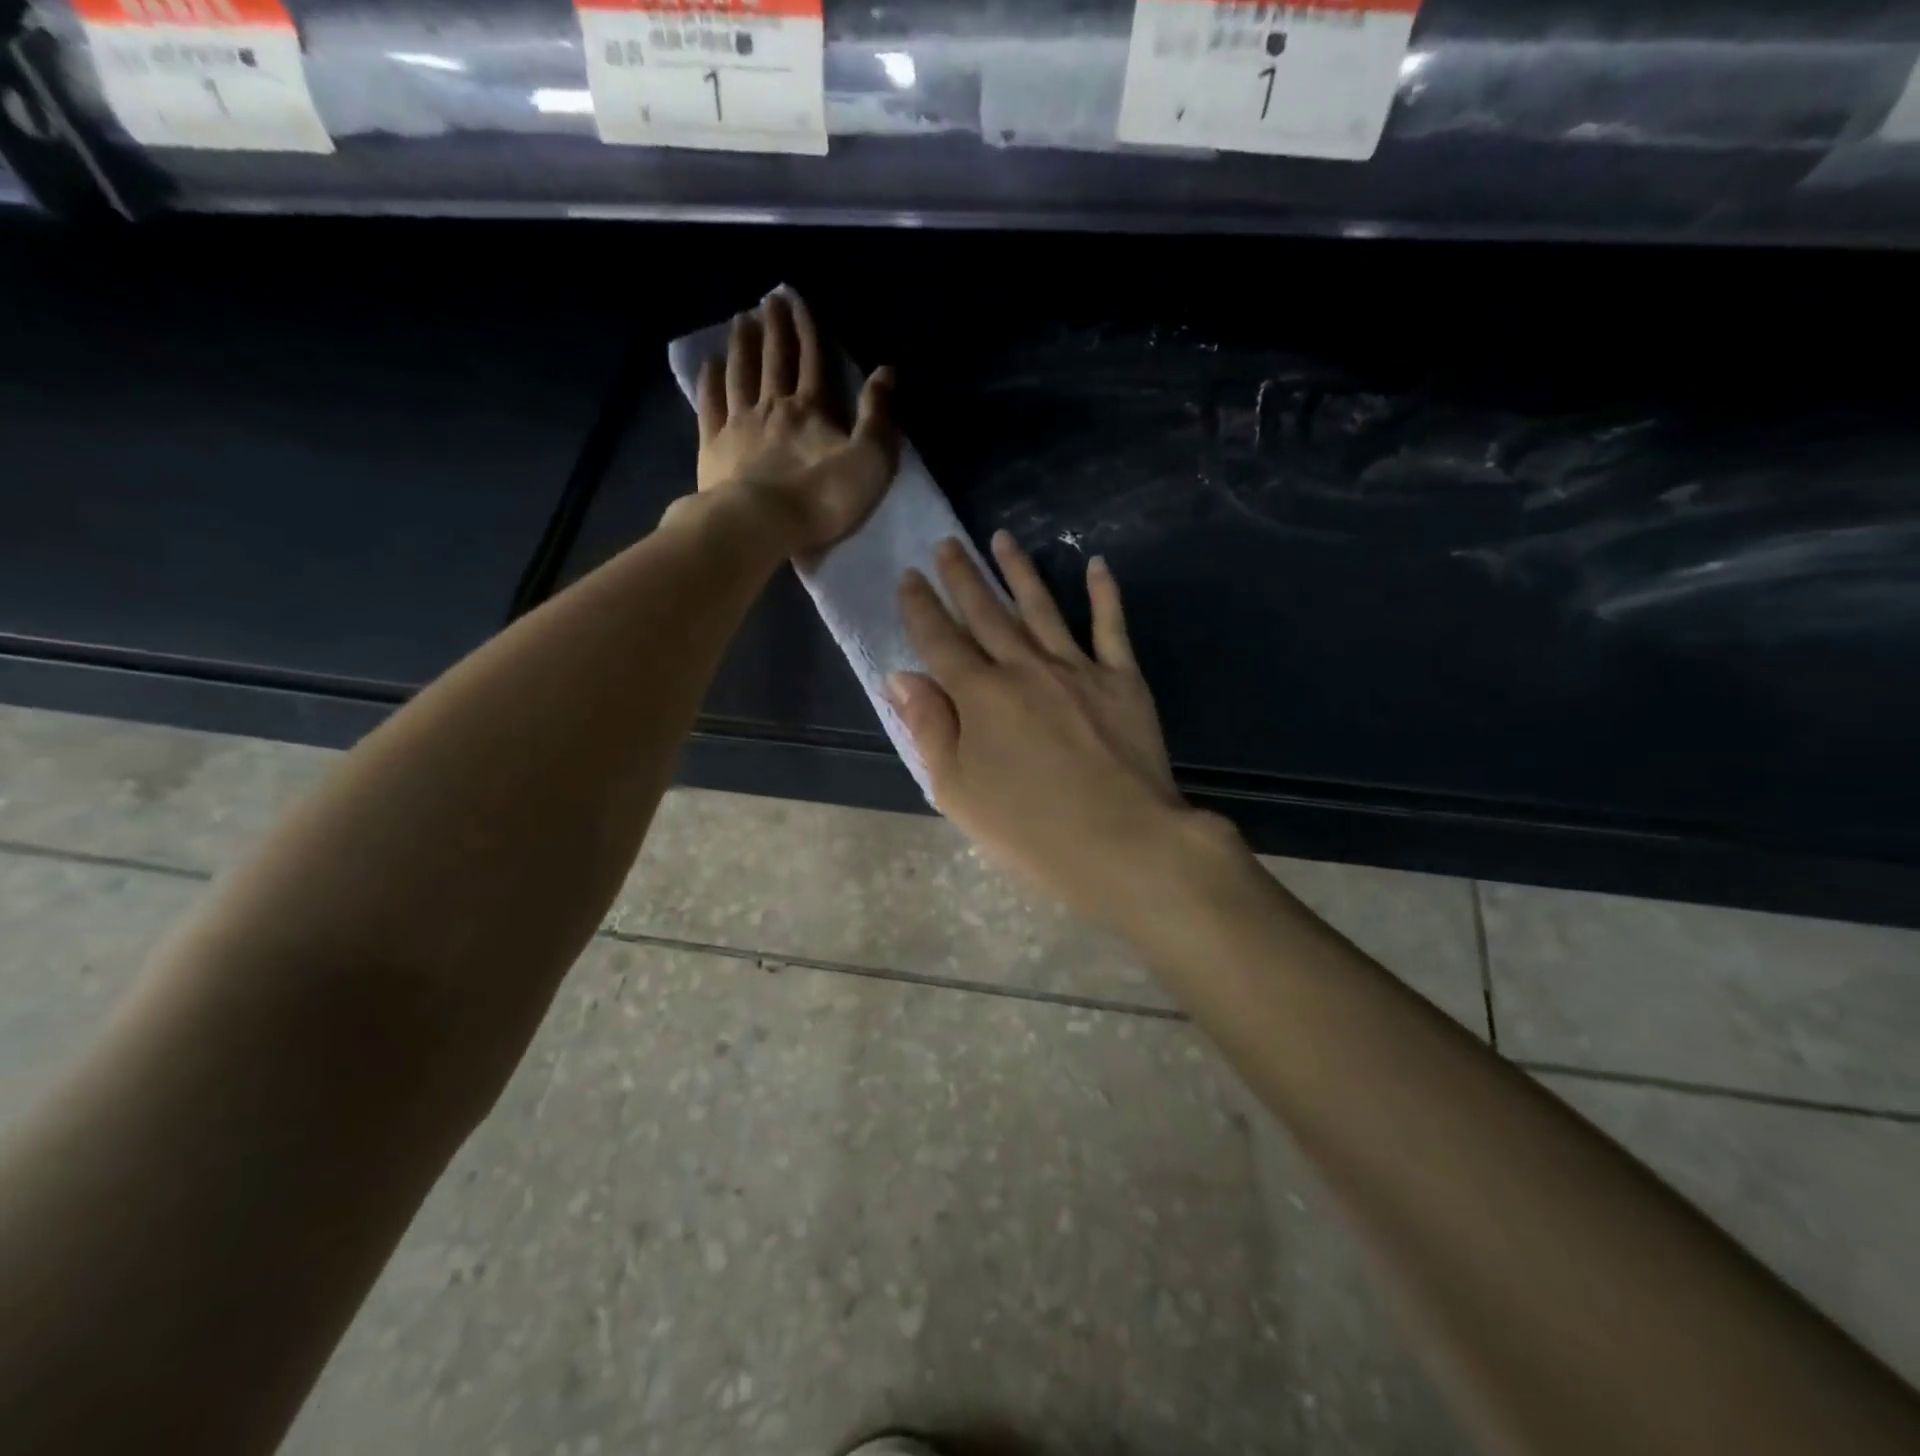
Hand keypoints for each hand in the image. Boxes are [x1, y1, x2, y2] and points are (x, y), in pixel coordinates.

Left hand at [695, 291, 898, 554]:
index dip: (808, 330)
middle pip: (774, 360)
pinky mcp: (713, 447)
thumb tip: (886, 371)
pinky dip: (710, 381)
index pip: (813, 361)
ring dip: (742, 346)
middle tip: (768, 299)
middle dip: (774, 328)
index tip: (799, 301)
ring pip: (740, 375)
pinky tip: (709, 364)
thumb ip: (878, 416)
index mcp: (811, 410)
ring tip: (741, 320)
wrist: (759, 525)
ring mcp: (738, 425)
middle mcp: (772, 406)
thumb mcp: (868, 460)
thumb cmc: (821, 498)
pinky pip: (710, 405)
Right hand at [892, 532, 1207, 927]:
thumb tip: (902, 676)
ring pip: (1041, 607)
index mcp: (979, 696)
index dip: (920, 607)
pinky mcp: (1122, 679)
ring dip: (1019, 570)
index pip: (939, 640)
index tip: (908, 576)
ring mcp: (1077, 668)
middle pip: (986, 613)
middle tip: (946, 543)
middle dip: (962, 576)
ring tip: (1001, 538)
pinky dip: (1104, 593)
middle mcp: (1024, 668)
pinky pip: (1111, 626)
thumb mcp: (957, 791)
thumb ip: (928, 728)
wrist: (1123, 844)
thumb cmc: (1029, 830)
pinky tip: (1095, 564)